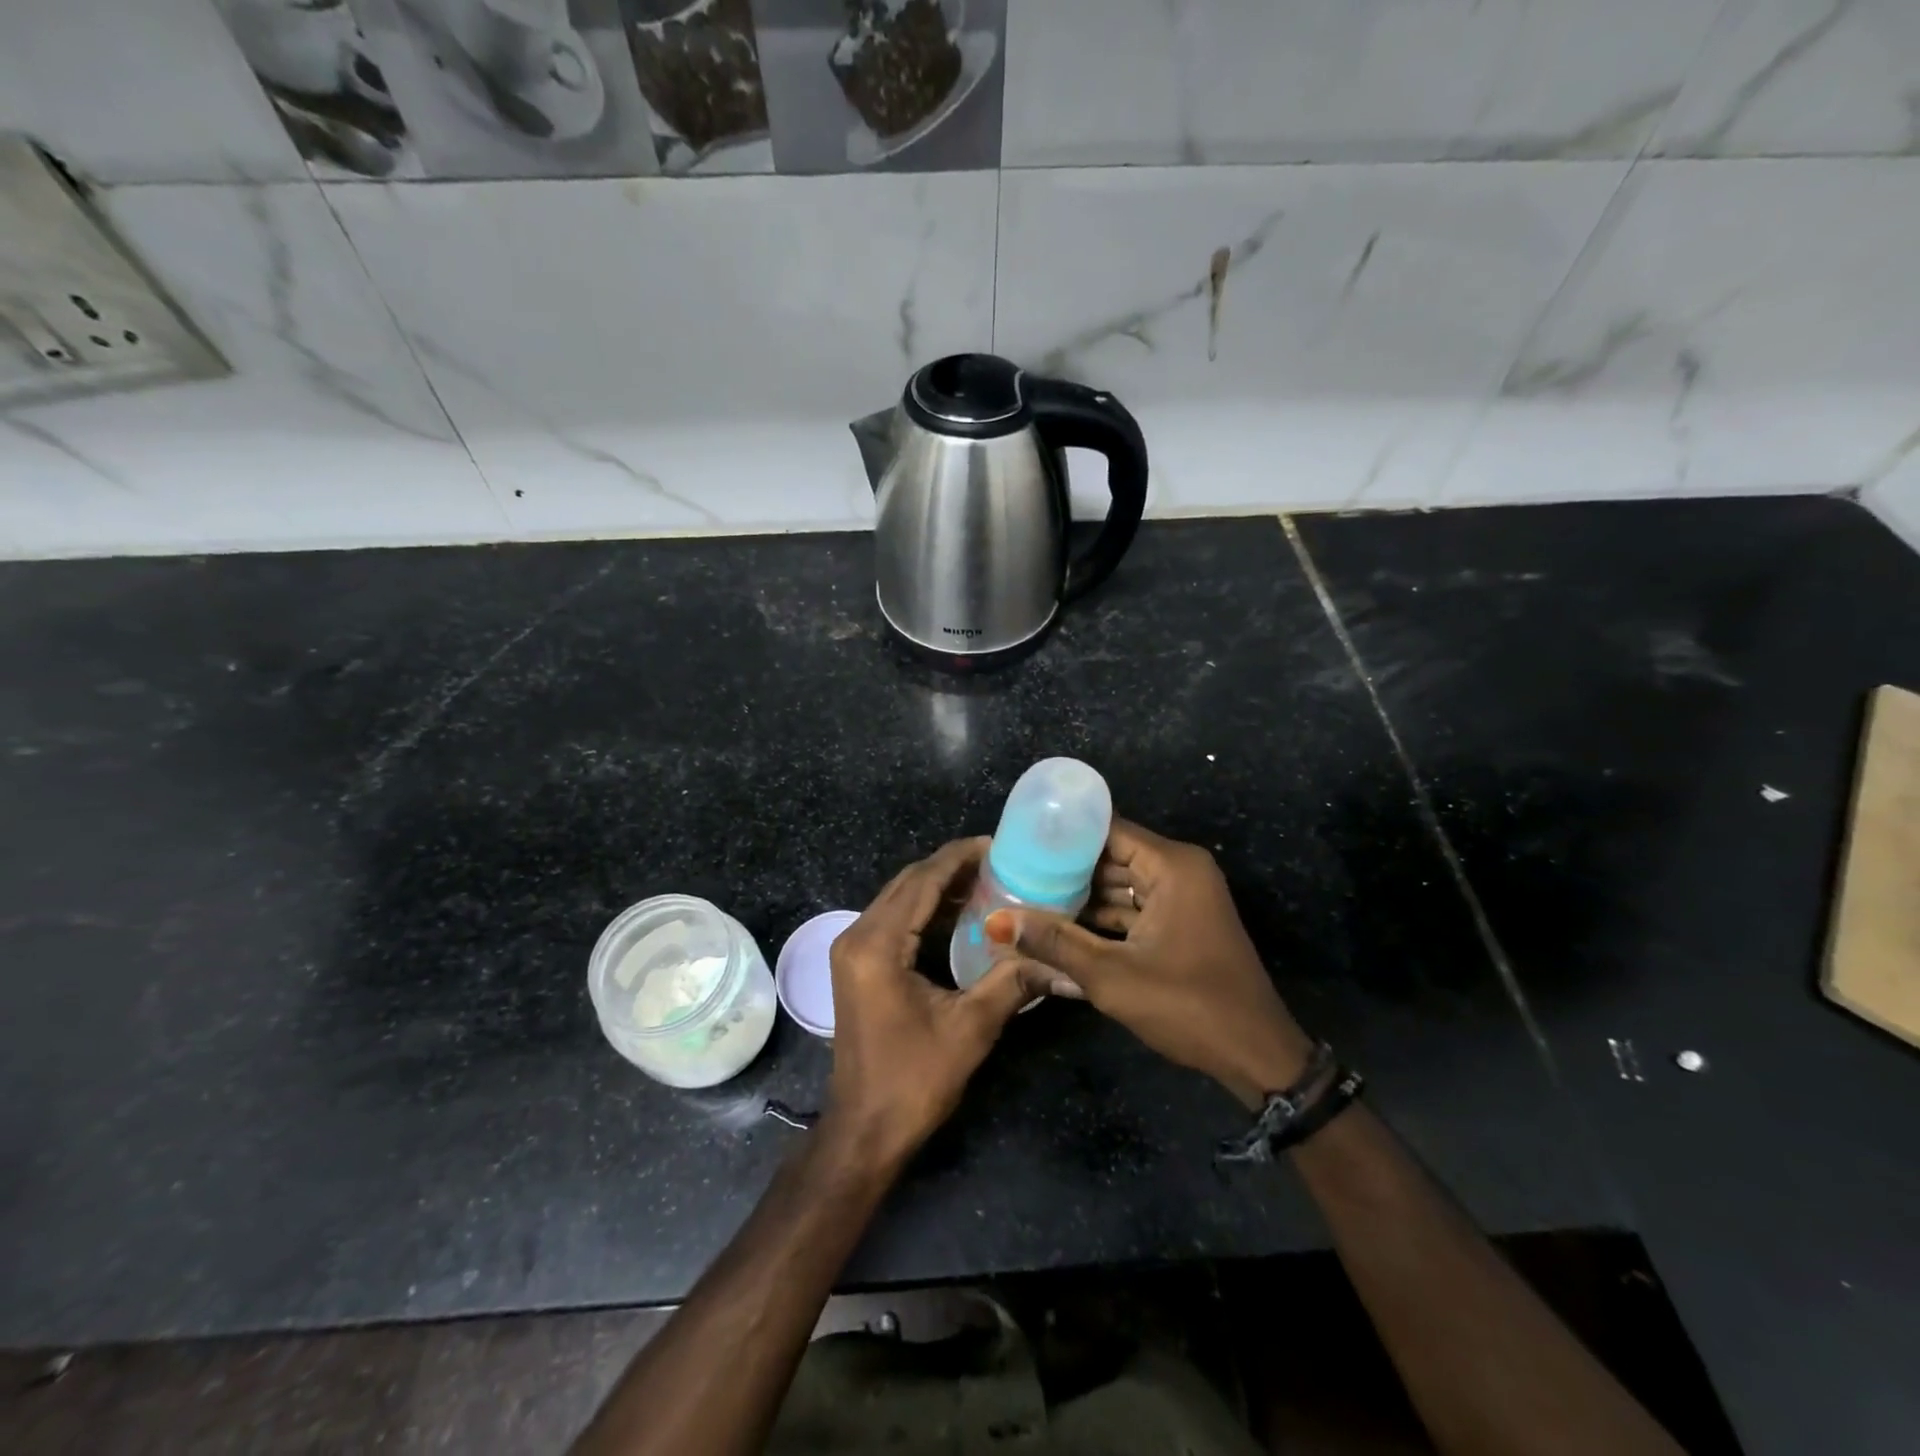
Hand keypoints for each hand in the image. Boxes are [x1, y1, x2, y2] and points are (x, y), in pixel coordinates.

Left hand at [826, 838, 1049, 1167]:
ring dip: (938, 887)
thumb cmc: (913, 1080)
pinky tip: (959, 914)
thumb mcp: (970, 1028)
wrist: (864, 1130)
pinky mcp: (858, 965)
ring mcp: (852, 950)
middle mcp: (858, 936)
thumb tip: (1064, 964)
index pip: (922, 881)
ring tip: (987, 881)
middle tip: (999, 862)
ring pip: (899, 899)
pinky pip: (894, 920)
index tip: (998, 844)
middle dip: (951, 867)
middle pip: (907, 883)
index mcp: (878, 945)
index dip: (959, 858)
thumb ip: (1013, 983)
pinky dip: (925, 910)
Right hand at [988, 819, 1314, 1107]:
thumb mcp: (1111, 975)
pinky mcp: (1181, 923)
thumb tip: (997, 922)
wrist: (1256, 1055)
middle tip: (1015, 870)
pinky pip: (1134, 906)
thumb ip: (1054, 942)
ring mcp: (1183, 897)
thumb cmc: (1187, 1006)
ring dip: (1082, 895)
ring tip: (1028, 895)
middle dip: (1066, 866)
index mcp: (1172, 865)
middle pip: (1112, 855)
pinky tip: (1061, 926)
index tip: (1018, 838)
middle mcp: (1180, 870)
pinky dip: (1103, 916)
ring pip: (1121, 883)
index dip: (1063, 833)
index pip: (1107, 829)